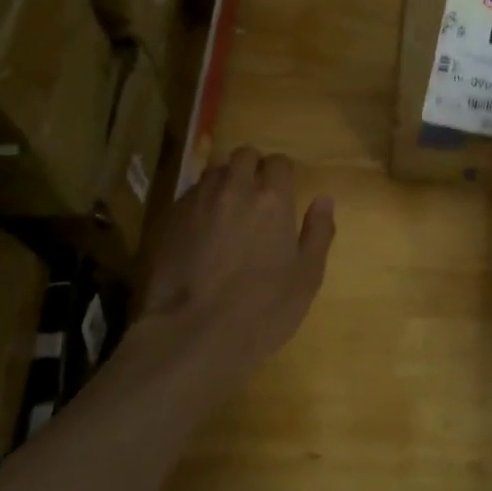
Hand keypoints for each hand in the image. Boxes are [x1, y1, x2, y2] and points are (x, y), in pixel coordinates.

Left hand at [129, 148, 335, 396]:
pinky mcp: (168, 221)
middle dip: (252, 168)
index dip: (282, 174)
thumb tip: (323, 200)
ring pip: (213, 172)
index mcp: (272, 199)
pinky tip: (201, 231)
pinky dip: (200, 204)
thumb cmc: (263, 309)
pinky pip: (189, 197)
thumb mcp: (307, 277)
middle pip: (243, 156)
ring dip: (224, 181)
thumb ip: (318, 232)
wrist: (192, 335)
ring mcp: (196, 203)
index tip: (284, 192)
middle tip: (257, 196)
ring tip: (228, 209)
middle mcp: (233, 189)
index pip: (279, 162)